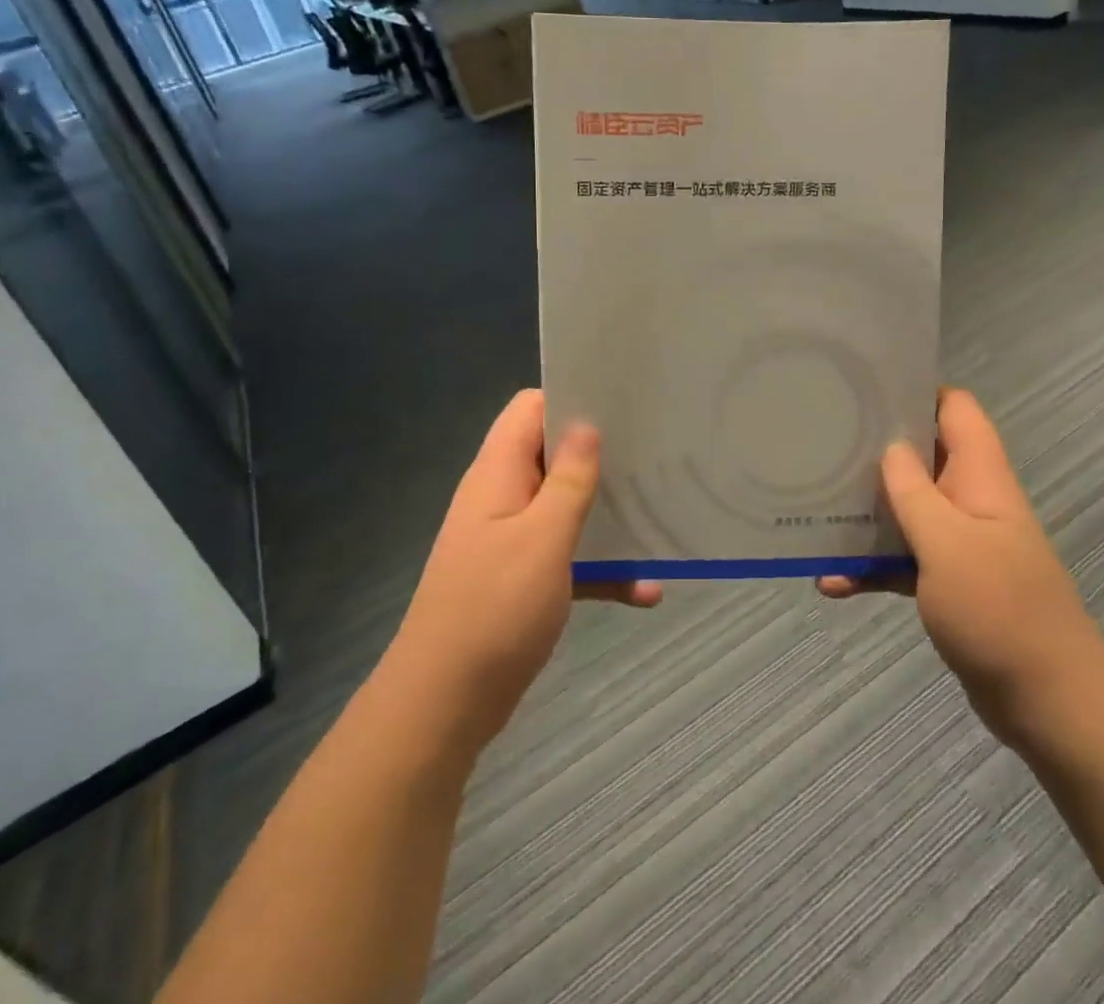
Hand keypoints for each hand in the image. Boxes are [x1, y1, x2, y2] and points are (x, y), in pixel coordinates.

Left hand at [380, 389, 660, 764]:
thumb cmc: (493, 611)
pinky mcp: (523, 578)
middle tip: (653, 455)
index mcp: (498, 473)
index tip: (621, 405)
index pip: (530, 409)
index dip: (571, 398)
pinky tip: (648, 591)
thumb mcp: (542, 539)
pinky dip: (602, 568)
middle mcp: (503, 497)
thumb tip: (587, 425)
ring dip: (608, 516)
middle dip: (602, 456)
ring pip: (567, 508)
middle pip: (555, 455)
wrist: (443, 705)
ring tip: (659, 513)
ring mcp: (512, 539)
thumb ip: (569, 481)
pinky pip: (570, 558)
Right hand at [819, 389, 1103, 750]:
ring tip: (816, 510)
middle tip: (824, 444)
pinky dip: (872, 567)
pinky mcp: (948, 582)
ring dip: (867, 514)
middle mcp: (970, 500)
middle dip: (875, 451)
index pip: (955, 409)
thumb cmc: (999, 611)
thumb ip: (914, 492)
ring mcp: (960, 542)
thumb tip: (890, 447)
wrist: (1049, 703)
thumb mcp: (947, 544)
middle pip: (922, 456)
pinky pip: (903, 560)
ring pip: (907, 509)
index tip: (865, 391)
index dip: (916, 391)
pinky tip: (831, 582)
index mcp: (980, 477)